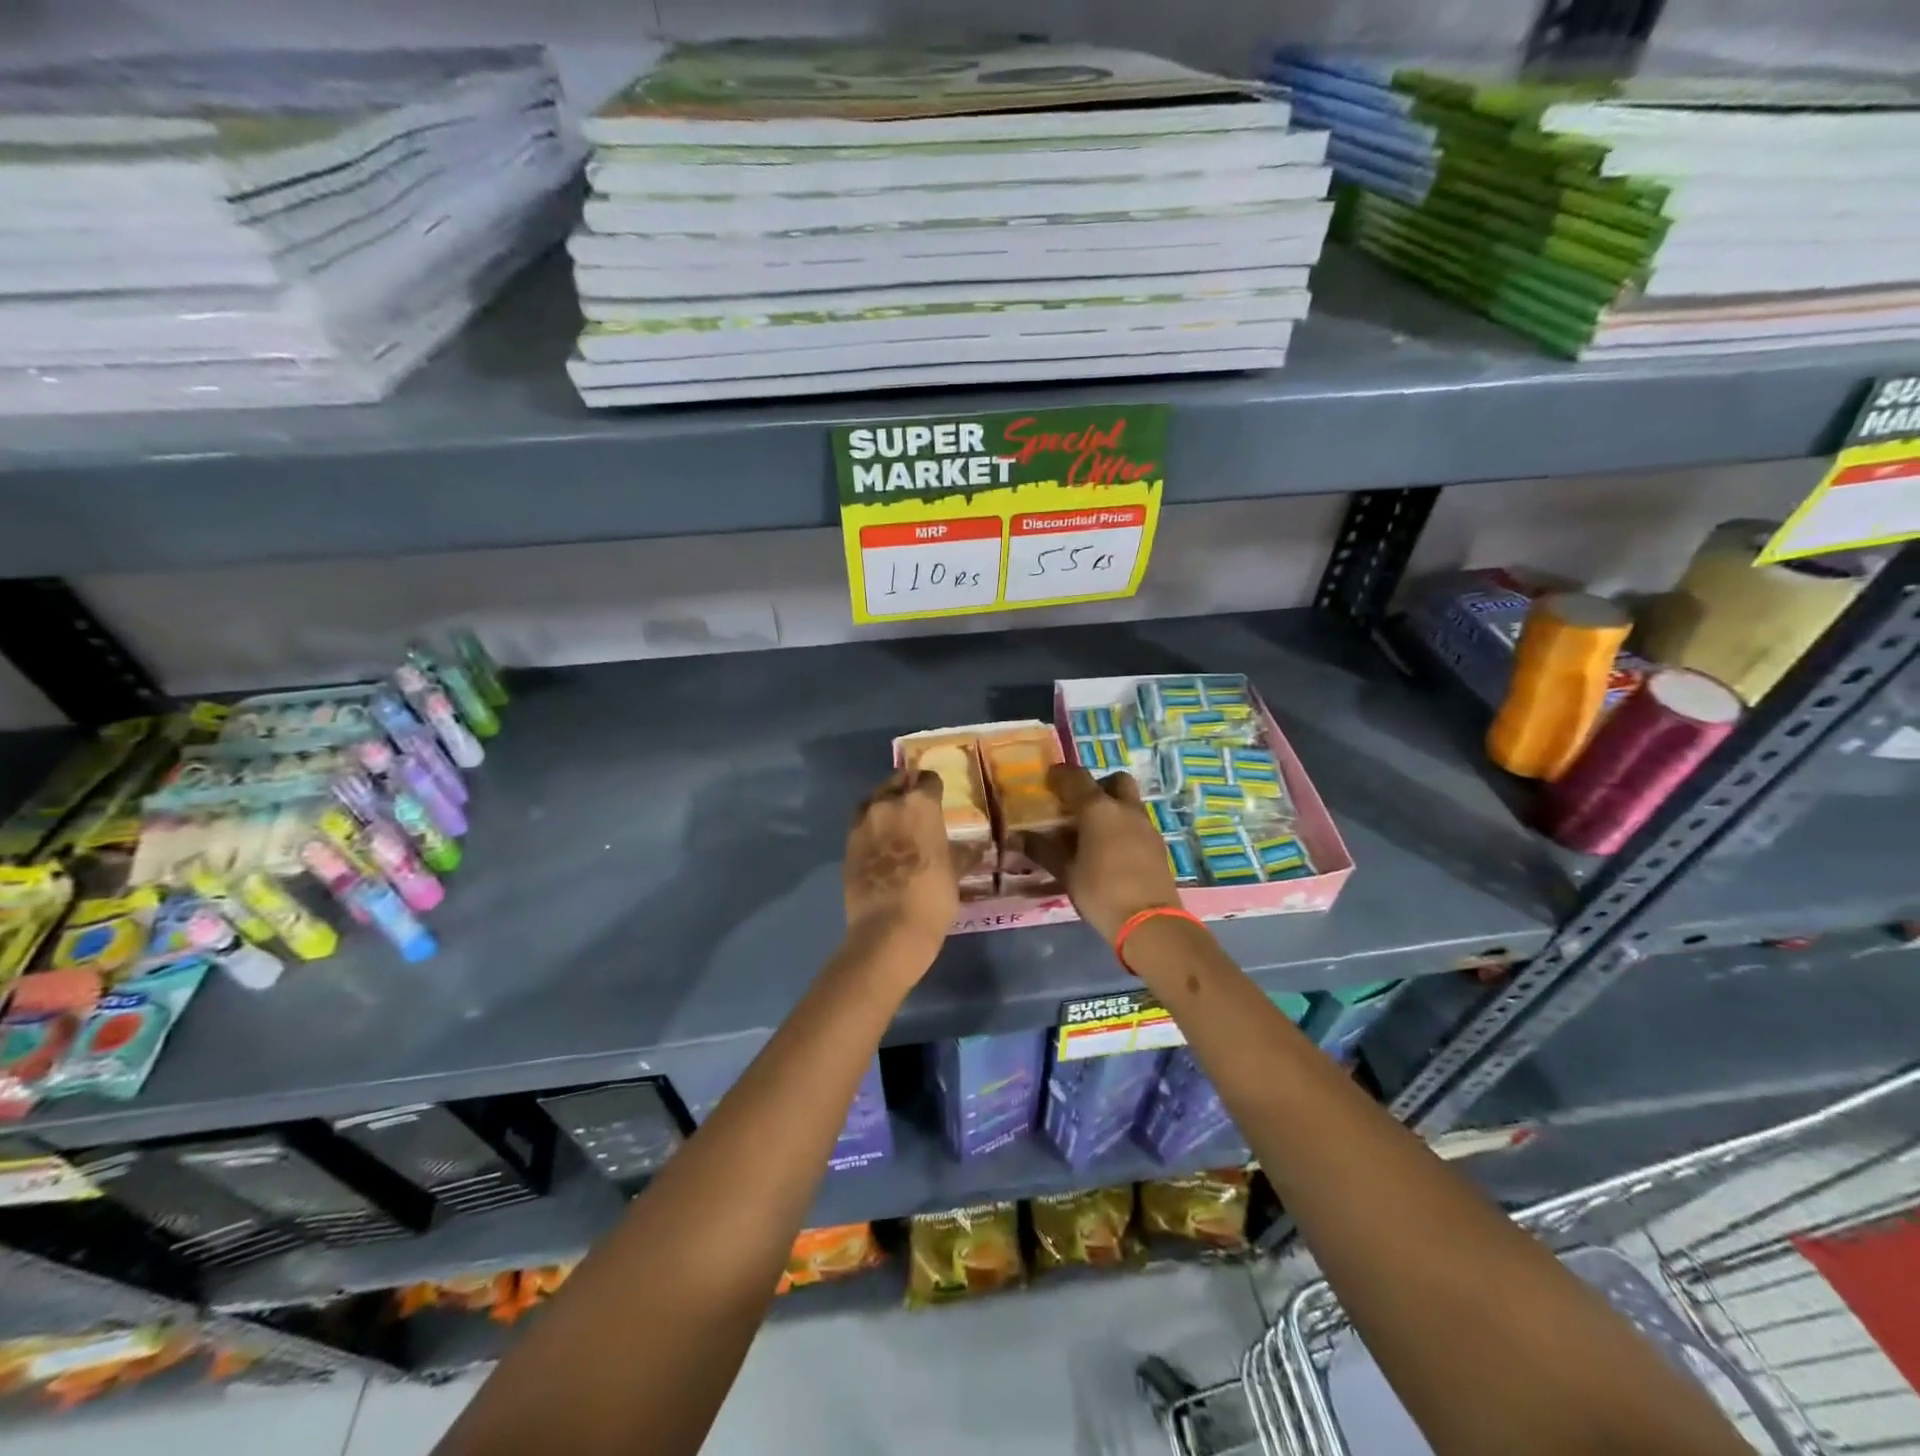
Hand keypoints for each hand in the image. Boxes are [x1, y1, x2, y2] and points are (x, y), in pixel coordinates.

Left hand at [842, 769, 958, 962]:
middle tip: (916, 807)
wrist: (889, 928)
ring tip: (895, 823)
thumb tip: (976, 848)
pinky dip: (870, 829)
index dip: (934, 787)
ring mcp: (863, 824)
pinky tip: (880, 844)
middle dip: (906, 790)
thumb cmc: (932, 895)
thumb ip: (962, 854)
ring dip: (884, 806)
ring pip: (873, 801)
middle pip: (896, 783)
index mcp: (920, 804)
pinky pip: (860, 826)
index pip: (928, 780)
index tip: (938, 797)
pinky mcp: (847, 845)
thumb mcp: (954, 872)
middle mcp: (888, 804)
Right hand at [1018, 765, 1181, 943]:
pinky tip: (1111, 850)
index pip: (1075, 778)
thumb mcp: (1066, 872)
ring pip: (1128, 802)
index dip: (1059, 775)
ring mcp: (1145, 825)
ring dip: (1111, 807)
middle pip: (1114, 780)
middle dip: (1097, 785)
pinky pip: (1137, 822)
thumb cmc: (1100, 892)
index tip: (1047, 781)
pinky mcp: (1157, 844)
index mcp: (1098, 809)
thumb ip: (1043, 850)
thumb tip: (1018, 837)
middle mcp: (1125, 809)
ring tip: (1092, 832)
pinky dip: (1122, 826)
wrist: (1148, 923)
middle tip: (1079, 805)